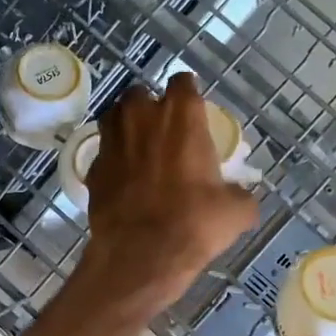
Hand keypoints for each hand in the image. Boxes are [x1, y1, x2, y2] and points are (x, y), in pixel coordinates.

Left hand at [79, 73, 257, 310]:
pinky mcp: (93, 167)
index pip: (183, 81)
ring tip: (140, 150)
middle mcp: (141, 117)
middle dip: (150, 108)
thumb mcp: (236, 211)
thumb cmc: (194, 223)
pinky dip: (113, 160)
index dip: (188, 94)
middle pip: (141, 94)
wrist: (140, 254)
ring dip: (126, 127)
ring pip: (115, 117)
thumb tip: (241, 198)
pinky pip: (103, 153)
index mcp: (180, 115)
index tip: (192, 110)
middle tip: (163, 132)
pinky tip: (124, 180)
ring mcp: (111, 140)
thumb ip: (240, 195)